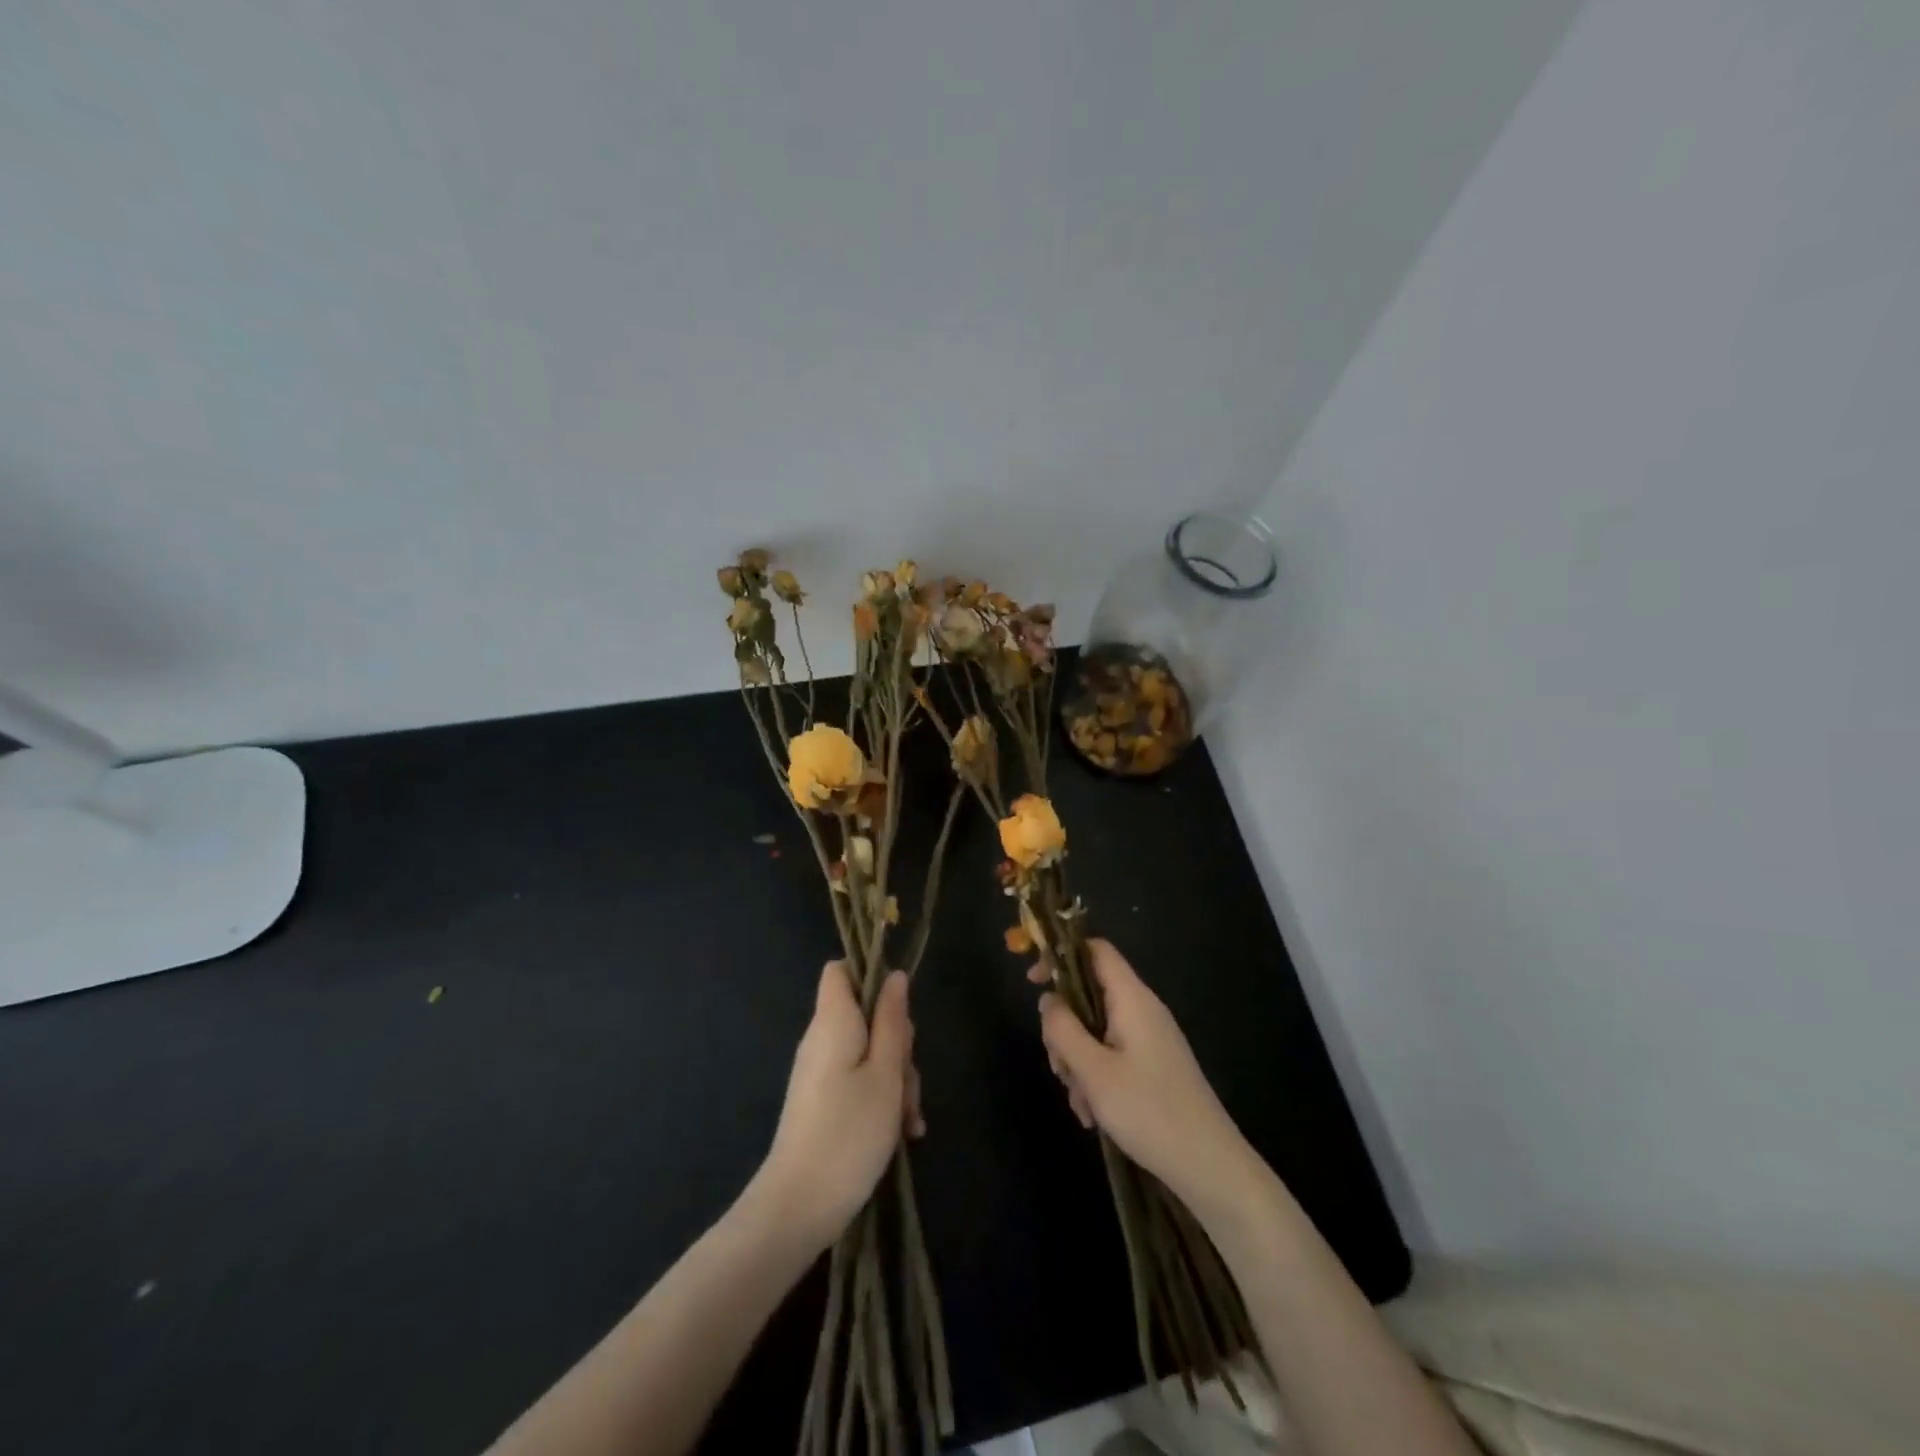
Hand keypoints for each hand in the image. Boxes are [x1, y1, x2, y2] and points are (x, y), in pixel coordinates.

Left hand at [756, 962, 922, 1252]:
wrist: (798, 1207)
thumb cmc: (848, 1132)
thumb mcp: (886, 1074)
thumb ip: (892, 1021)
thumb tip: (894, 976)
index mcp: (833, 1021)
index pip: (840, 970)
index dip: (870, 976)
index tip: (898, 1008)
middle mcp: (822, 1039)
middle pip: (866, 1015)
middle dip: (897, 1043)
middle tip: (907, 1080)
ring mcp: (820, 1072)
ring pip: (868, 1052)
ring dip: (896, 1079)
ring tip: (909, 1120)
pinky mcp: (822, 1101)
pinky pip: (857, 1081)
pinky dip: (880, 1099)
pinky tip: (902, 1133)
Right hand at [1036, 939, 1259, 1215]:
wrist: (1209, 1166)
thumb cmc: (1148, 1110)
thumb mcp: (1092, 1070)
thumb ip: (1063, 1028)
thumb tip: (1048, 999)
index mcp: (1132, 998)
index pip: (1096, 950)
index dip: (1061, 955)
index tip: (1033, 981)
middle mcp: (1142, 1010)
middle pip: (1089, 995)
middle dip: (1065, 1028)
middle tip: (1059, 1066)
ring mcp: (1150, 1039)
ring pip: (1096, 1031)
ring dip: (1078, 1061)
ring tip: (1081, 1103)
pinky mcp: (1153, 1066)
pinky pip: (1112, 1056)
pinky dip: (1096, 1078)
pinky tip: (1094, 1115)